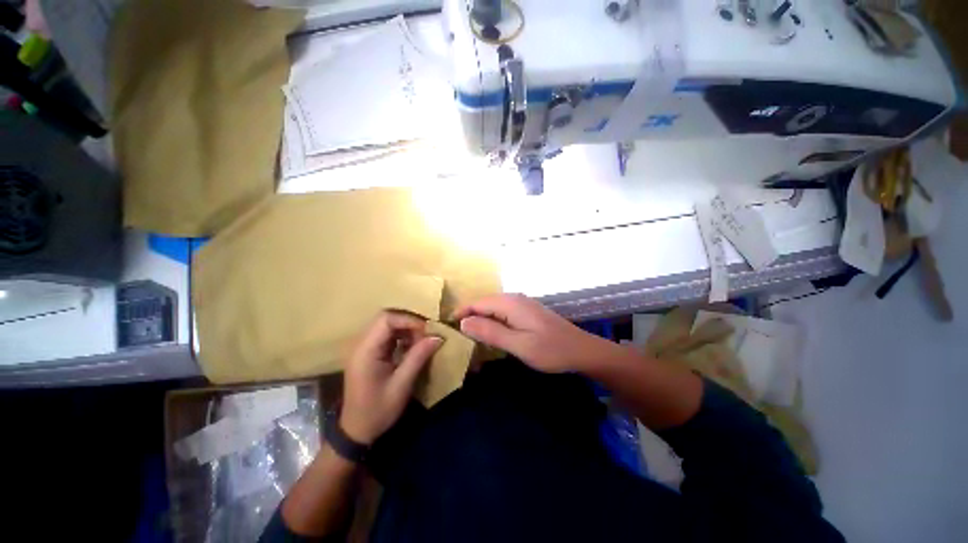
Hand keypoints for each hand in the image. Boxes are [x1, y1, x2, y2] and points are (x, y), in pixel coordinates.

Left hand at [340, 311, 442, 444]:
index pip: (386, 319)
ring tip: (422, 340)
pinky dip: (402, 336)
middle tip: (426, 334)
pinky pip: (387, 335)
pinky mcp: (370, 352)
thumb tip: (438, 337)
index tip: (427, 330)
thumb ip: (418, 357)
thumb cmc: (378, 410)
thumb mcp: (401, 385)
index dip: (409, 320)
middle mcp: (362, 343)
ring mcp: (364, 347)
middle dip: (409, 323)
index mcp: (365, 350)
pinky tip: (413, 346)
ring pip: (388, 325)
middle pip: (386, 319)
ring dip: (407, 329)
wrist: (357, 430)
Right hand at [454, 294, 611, 373]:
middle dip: (469, 318)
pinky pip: (502, 313)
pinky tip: (490, 335)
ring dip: (480, 321)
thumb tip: (463, 322)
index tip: (446, 326)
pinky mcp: (526, 312)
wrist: (581, 350)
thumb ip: (490, 332)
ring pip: (492, 309)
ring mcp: (521, 304)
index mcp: (510, 303)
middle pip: (484, 304)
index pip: (477, 303)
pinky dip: (492, 323)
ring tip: (468, 337)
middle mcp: (514, 298)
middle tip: (456, 336)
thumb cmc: (550, 350)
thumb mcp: (518, 344)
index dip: (460, 314)